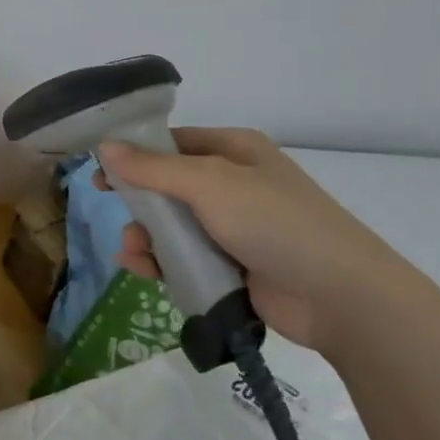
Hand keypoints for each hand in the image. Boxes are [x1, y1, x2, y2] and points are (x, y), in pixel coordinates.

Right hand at [98, 128, 428, 356]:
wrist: (339, 296)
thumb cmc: (275, 223)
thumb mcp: (209, 184)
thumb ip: (152, 168)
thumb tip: (104, 147)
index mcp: (234, 151)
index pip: (171, 144)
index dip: (133, 156)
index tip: (99, 173)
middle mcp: (233, 184)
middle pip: (167, 187)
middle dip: (138, 204)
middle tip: (115, 214)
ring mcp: (234, 228)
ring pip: (172, 226)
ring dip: (146, 238)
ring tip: (134, 255)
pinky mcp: (233, 266)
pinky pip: (184, 257)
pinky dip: (162, 263)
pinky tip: (145, 271)